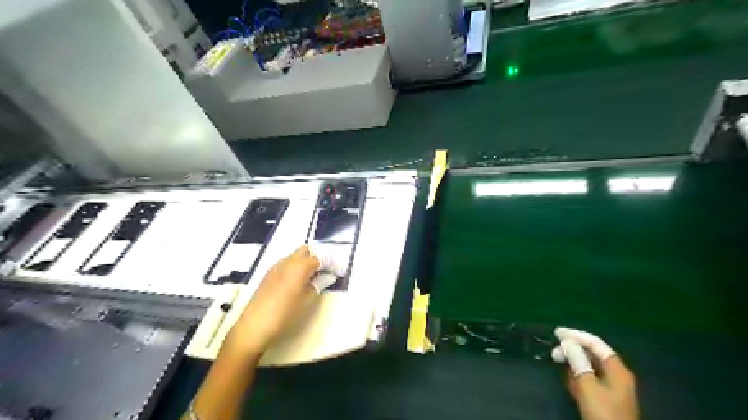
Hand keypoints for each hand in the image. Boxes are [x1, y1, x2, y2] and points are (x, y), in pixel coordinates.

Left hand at [226, 246, 322, 356]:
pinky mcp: (268, 275)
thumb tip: (327, 276)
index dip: (330, 263)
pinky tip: (297, 282)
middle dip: (316, 257)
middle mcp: (288, 261)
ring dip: (304, 262)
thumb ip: (319, 284)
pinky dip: (294, 267)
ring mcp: (276, 267)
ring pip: (294, 256)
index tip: (337, 271)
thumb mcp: (307, 301)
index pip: (320, 258)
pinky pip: (285, 263)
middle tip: (324, 272)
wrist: (254, 326)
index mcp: (300, 266)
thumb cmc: (285, 314)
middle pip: (306, 250)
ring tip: (311, 277)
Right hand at [551, 328, 639, 419]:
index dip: (576, 335)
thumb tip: (568, 342)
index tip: (556, 333)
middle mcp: (616, 374)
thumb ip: (577, 361)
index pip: (595, 343)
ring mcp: (612, 386)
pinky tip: (570, 382)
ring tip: (560, 368)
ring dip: (574, 364)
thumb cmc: (603, 411)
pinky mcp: (606, 397)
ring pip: (589, 366)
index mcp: (617, 368)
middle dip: (572, 351)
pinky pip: (590, 379)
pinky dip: (579, 376)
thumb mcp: (587, 385)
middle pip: (592, 354)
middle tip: (554, 354)